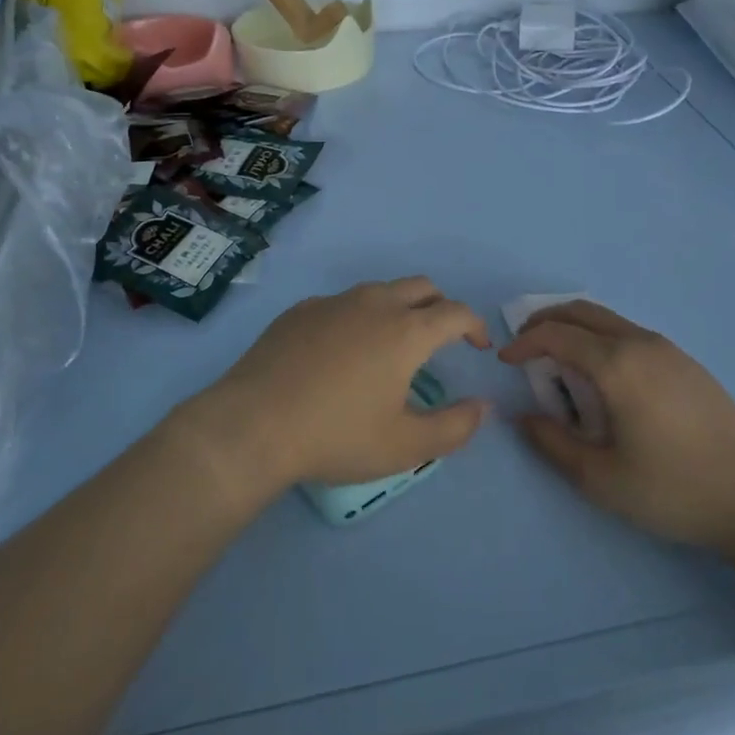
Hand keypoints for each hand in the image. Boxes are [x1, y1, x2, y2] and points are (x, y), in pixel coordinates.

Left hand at [186, 277, 491, 495]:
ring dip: (399, 307)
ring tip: (392, 344)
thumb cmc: (336, 436)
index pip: (455, 312)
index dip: (475, 325)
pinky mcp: (300, 310)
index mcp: (406, 331)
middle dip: (440, 306)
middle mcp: (374, 303)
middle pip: (422, 287)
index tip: (478, 346)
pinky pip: (341, 303)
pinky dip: (358, 317)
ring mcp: (333, 302)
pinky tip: (341, 351)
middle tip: (441, 339)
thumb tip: (483, 407)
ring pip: (380, 290)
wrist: (252, 425)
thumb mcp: (404, 446)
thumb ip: (454, 427)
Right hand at [501, 301, 734, 555]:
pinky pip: (631, 333)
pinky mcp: (688, 363)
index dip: (524, 343)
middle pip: (582, 312)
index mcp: (616, 364)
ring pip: (609, 320)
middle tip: (524, 346)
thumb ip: (552, 444)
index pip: (557, 335)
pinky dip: (602, 339)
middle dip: (546, 322)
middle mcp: (640, 343)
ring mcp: (668, 349)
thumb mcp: (601, 479)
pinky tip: (605, 377)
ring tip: (560, 363)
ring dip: (575, 329)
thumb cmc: (674, 489)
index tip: (505, 360)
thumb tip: (522, 416)